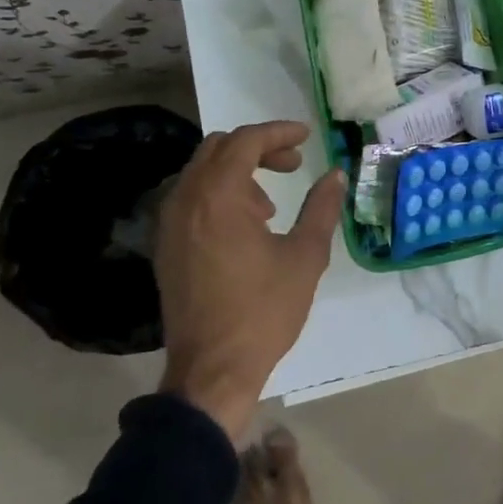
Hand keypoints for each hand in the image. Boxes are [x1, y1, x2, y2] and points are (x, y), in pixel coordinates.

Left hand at [154, 121, 345, 440]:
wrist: (211, 371)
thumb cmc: (263, 311)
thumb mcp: (305, 257)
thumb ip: (321, 208)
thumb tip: (336, 176)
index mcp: (219, 196)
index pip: (246, 141)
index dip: (279, 132)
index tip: (307, 136)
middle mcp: (186, 200)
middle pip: (219, 148)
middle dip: (259, 147)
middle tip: (294, 163)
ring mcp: (169, 224)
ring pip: (202, 172)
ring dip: (238, 172)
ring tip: (271, 204)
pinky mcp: (166, 246)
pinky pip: (191, 198)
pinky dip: (219, 194)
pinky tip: (245, 226)